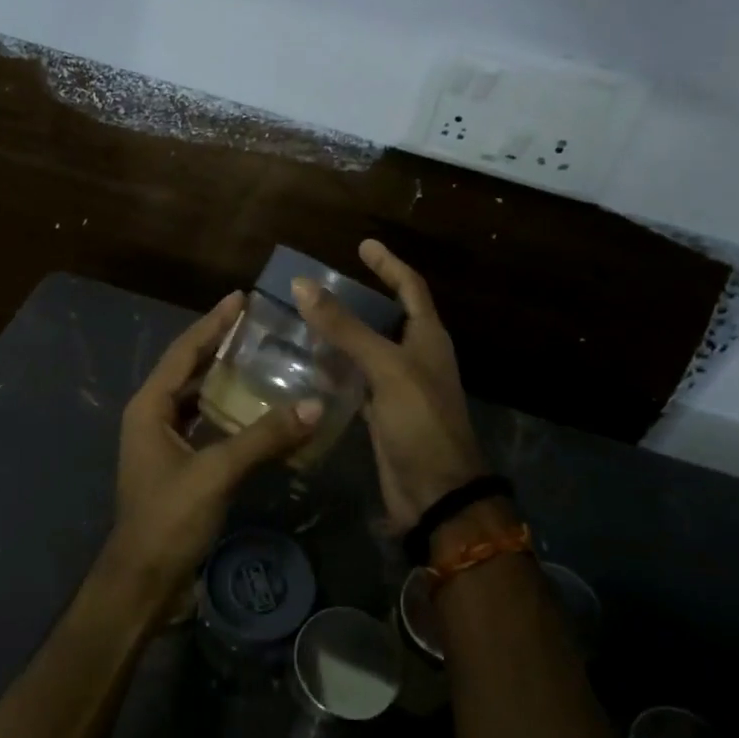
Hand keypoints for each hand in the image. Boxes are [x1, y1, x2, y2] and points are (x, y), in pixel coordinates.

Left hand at [112, 292, 321, 599]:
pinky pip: (205, 421)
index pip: (184, 351)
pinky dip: (228, 409)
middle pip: (189, 368)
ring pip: (198, 395)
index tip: (241, 298)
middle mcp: (152, 414)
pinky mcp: (178, 462)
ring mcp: (163, 439)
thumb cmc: (169, 519)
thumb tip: (315, 405)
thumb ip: (264, 437)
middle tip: (258, 324)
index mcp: (150, 406)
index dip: (213, 323)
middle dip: (220, 343)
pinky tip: (256, 407)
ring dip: (225, 376)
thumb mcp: (216, 472)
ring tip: (262, 356)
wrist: (143, 581)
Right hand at [294, 240, 486, 532]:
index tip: (363, 244)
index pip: (410, 287)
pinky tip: (309, 364)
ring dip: (343, 333)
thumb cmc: (420, 421)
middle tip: (321, 284)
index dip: (389, 264)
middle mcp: (415, 356)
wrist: (436, 492)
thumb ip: (345, 328)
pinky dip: (337, 368)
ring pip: (368, 348)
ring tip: (305, 317)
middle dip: (360, 297)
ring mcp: (399, 386)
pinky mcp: (382, 413)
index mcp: (427, 337)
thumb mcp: (385, 368)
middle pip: (387, 315)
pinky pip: (357, 379)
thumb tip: (302, 284)